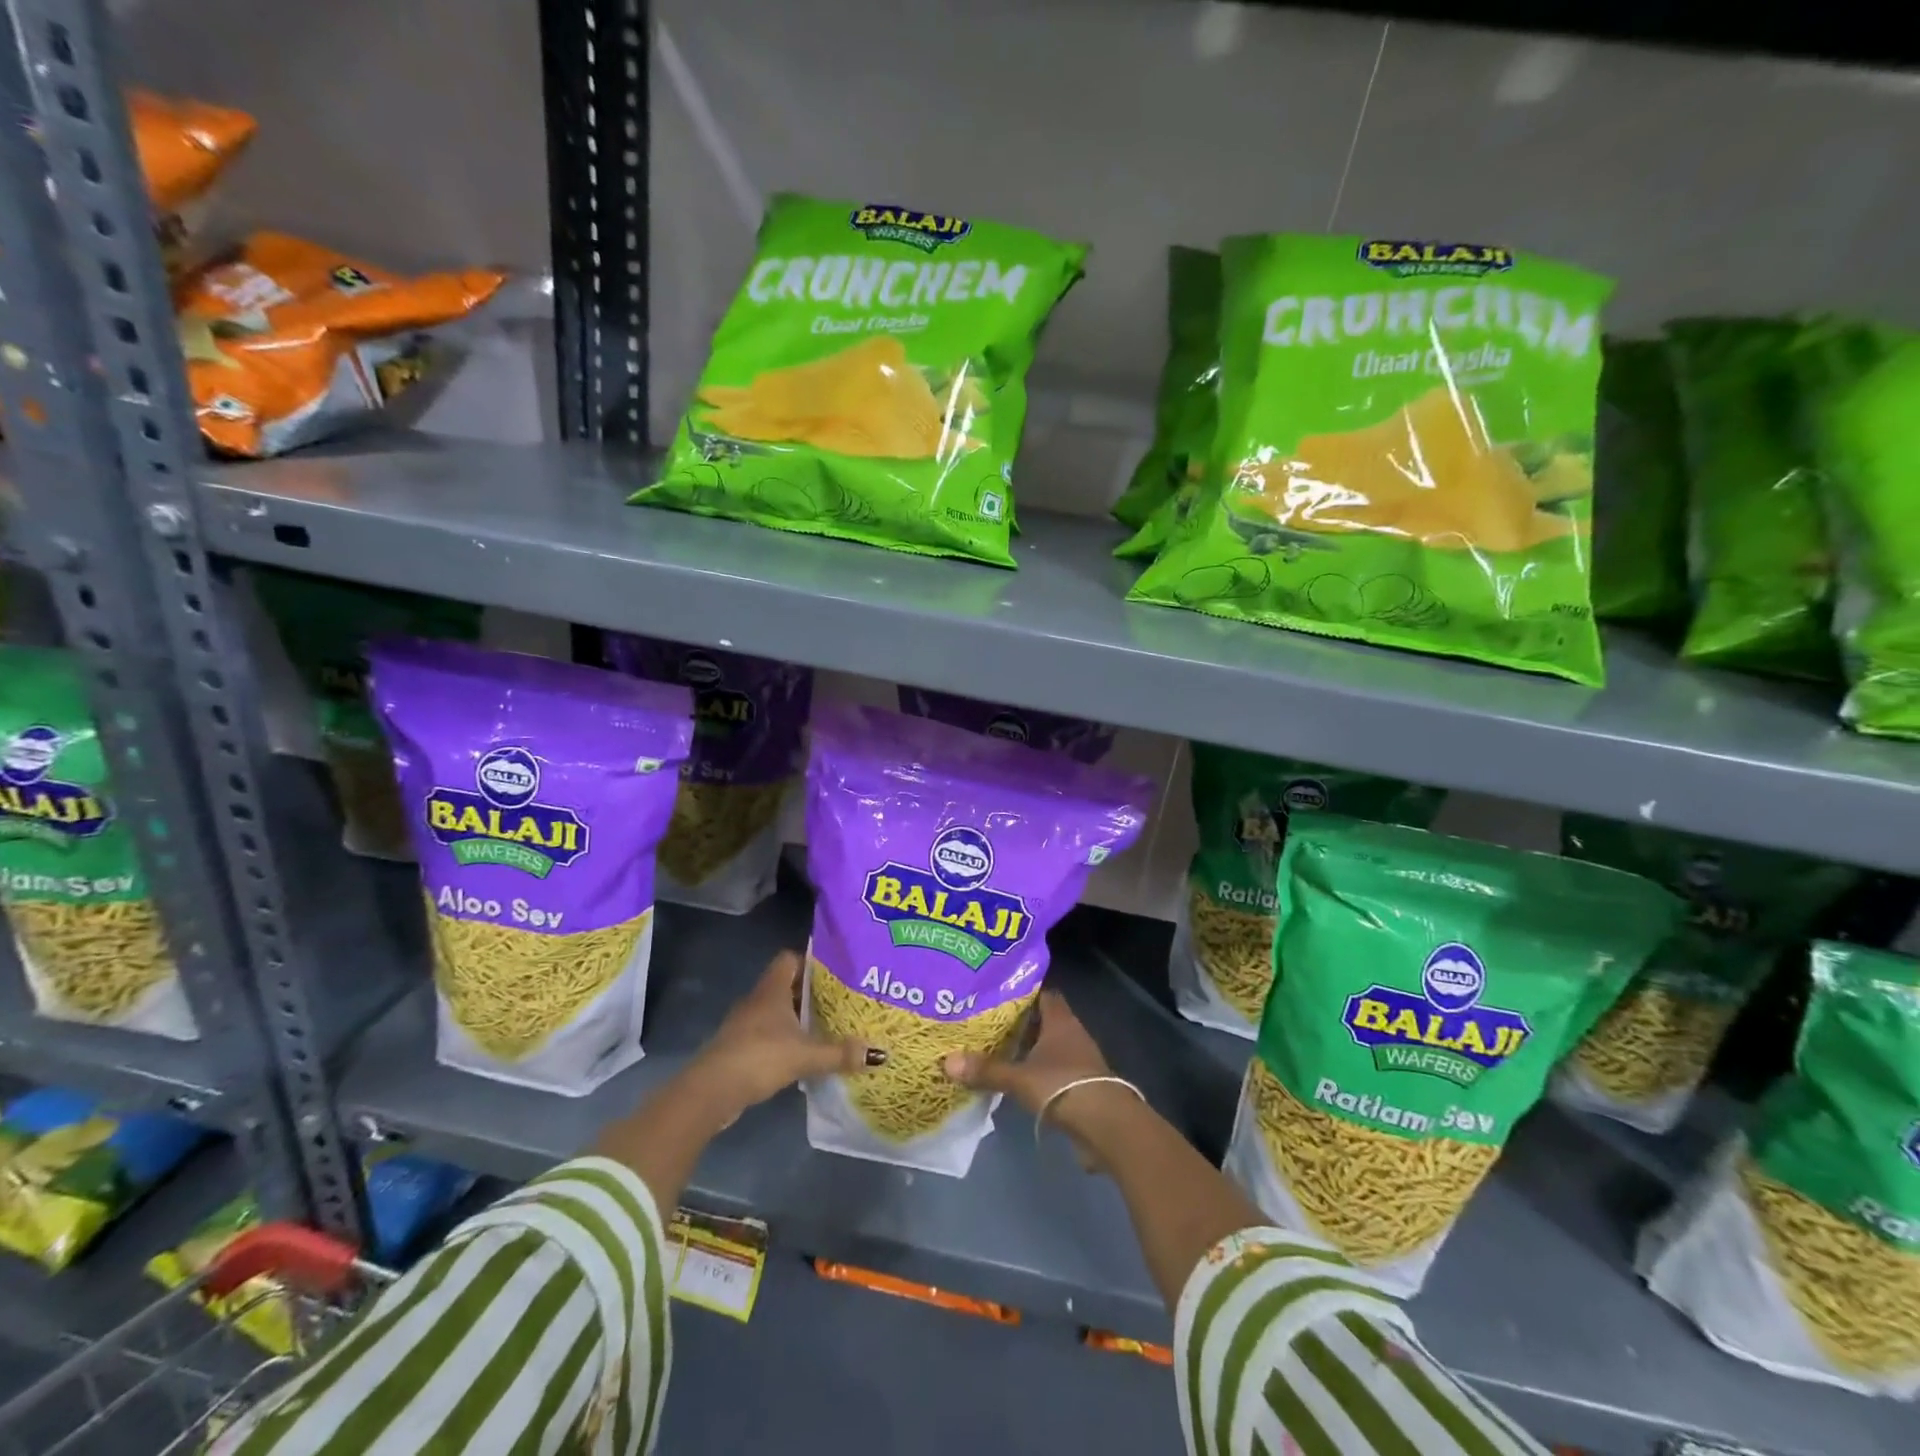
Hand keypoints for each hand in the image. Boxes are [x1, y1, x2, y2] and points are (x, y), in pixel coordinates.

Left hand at [689, 950, 881, 1123]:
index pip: (790, 959)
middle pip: (786, 985)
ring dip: (797, 1018)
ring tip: (826, 1027)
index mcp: (772, 989)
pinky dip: (784, 1039)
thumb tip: (877, 1053)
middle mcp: (757, 1000)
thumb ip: (839, 1053)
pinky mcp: (739, 1047)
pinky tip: (802, 1054)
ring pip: (776, 1011)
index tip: (835, 973)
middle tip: (839, 1001)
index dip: (811, 962)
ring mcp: (744, 1023)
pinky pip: (768, 1033)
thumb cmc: (759, 1057)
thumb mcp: (805, 1055)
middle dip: (811, 993)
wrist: (711, 1091)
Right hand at [943, 992, 1131, 1164]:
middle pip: (1043, 1020)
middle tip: (987, 1022)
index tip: (996, 992)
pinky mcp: (1080, 1086)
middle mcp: (1071, 1034)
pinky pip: (1052, 1071)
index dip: (1022, 991)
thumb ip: (986, 1069)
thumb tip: (947, 1061)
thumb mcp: (1019, 1078)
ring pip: (1048, 1047)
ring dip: (1027, 1049)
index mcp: (1060, 1020)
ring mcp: (1078, 1061)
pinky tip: (1015, 1080)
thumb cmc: (1063, 1086)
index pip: (1042, 993)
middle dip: (1018, 1022)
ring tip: (995, 1050)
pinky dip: (1035, 1072)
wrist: (1106, 1126)